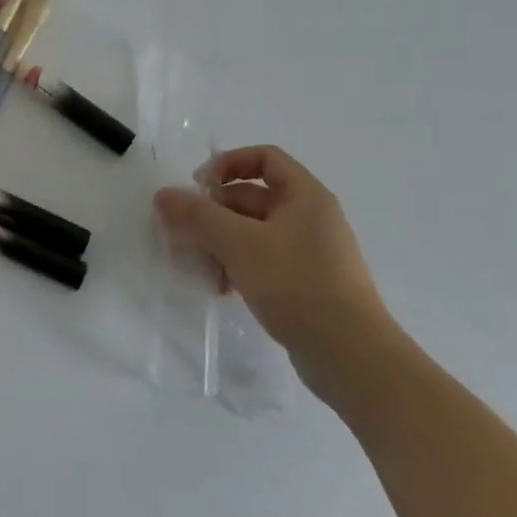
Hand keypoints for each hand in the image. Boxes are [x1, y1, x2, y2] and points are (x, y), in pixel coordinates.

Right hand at [153, 145, 399, 400]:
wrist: (353, 358)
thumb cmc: (297, 285)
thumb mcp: (239, 243)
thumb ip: (197, 215)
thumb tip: (163, 195)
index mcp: (306, 196)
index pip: (264, 158)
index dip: (228, 163)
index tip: (199, 186)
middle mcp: (311, 218)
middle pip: (253, 197)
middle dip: (214, 211)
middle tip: (185, 232)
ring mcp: (311, 254)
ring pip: (254, 232)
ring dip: (221, 242)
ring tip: (199, 265)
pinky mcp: (308, 285)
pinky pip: (264, 261)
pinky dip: (238, 266)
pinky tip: (220, 288)